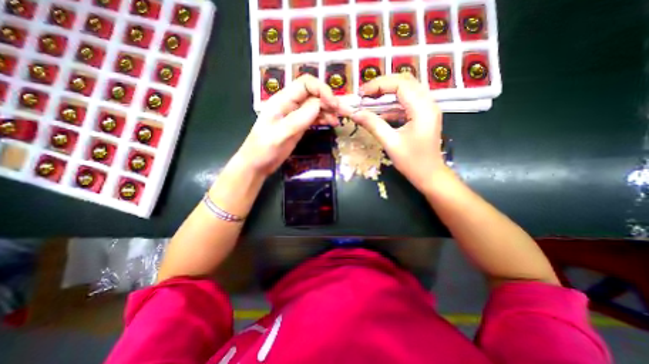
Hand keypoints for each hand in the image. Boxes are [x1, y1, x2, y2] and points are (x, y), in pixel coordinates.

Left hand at [238, 76, 340, 176]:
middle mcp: (290, 105)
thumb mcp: (279, 135)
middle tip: (344, 112)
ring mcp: (296, 116)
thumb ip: (298, 119)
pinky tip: (332, 123)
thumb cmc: (263, 150)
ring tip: (340, 119)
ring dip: (329, 110)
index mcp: (282, 101)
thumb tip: (319, 104)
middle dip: (330, 100)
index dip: (321, 90)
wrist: (257, 164)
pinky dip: (324, 118)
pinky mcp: (299, 126)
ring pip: (316, 106)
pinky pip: (315, 118)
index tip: (333, 104)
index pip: (305, 84)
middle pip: (313, 94)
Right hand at [340, 74, 446, 193]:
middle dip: (383, 85)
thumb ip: (373, 124)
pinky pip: (407, 103)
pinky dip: (392, 105)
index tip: (361, 94)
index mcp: (422, 108)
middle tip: (364, 94)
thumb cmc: (412, 162)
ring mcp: (427, 109)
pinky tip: (380, 113)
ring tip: (369, 100)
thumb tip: (354, 113)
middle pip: (405, 82)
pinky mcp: (423, 116)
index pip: (400, 84)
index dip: (379, 85)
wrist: (429, 175)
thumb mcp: (390, 143)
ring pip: (406, 91)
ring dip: (387, 93)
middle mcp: (428, 103)